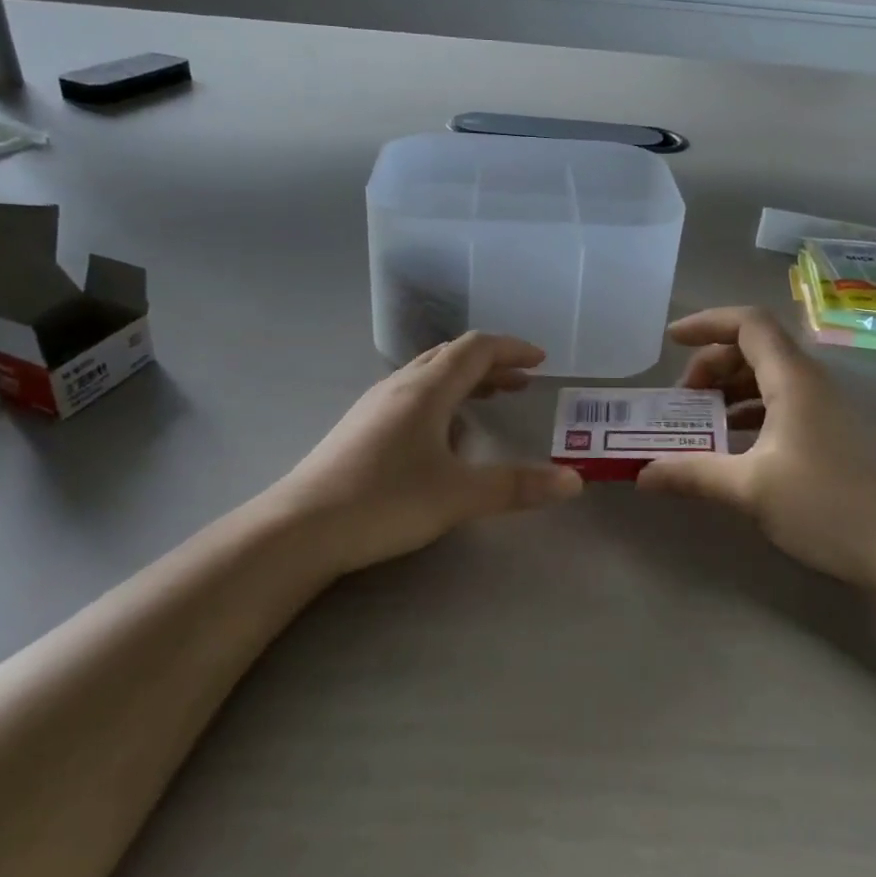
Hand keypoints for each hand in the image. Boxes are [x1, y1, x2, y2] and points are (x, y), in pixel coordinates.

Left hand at [272, 333, 582, 574]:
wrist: (300, 528)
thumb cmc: (385, 501)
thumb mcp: (459, 496)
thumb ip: (518, 486)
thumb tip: (575, 482)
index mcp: (427, 389)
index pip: (476, 348)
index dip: (512, 349)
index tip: (541, 361)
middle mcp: (400, 386)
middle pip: (452, 356)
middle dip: (492, 364)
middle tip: (523, 381)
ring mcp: (375, 405)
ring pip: (428, 375)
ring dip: (465, 379)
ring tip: (491, 398)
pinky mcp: (360, 427)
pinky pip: (411, 396)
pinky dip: (441, 398)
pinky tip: (444, 434)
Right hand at [635, 308, 875, 590]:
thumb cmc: (825, 506)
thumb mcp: (749, 489)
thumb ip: (693, 474)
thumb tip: (642, 475)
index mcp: (792, 379)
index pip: (747, 323)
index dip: (706, 324)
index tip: (670, 342)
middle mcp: (809, 382)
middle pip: (754, 347)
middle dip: (711, 363)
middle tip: (682, 399)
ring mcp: (823, 407)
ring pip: (767, 376)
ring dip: (729, 389)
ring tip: (699, 421)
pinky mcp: (829, 432)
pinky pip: (780, 402)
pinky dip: (748, 411)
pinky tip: (731, 444)